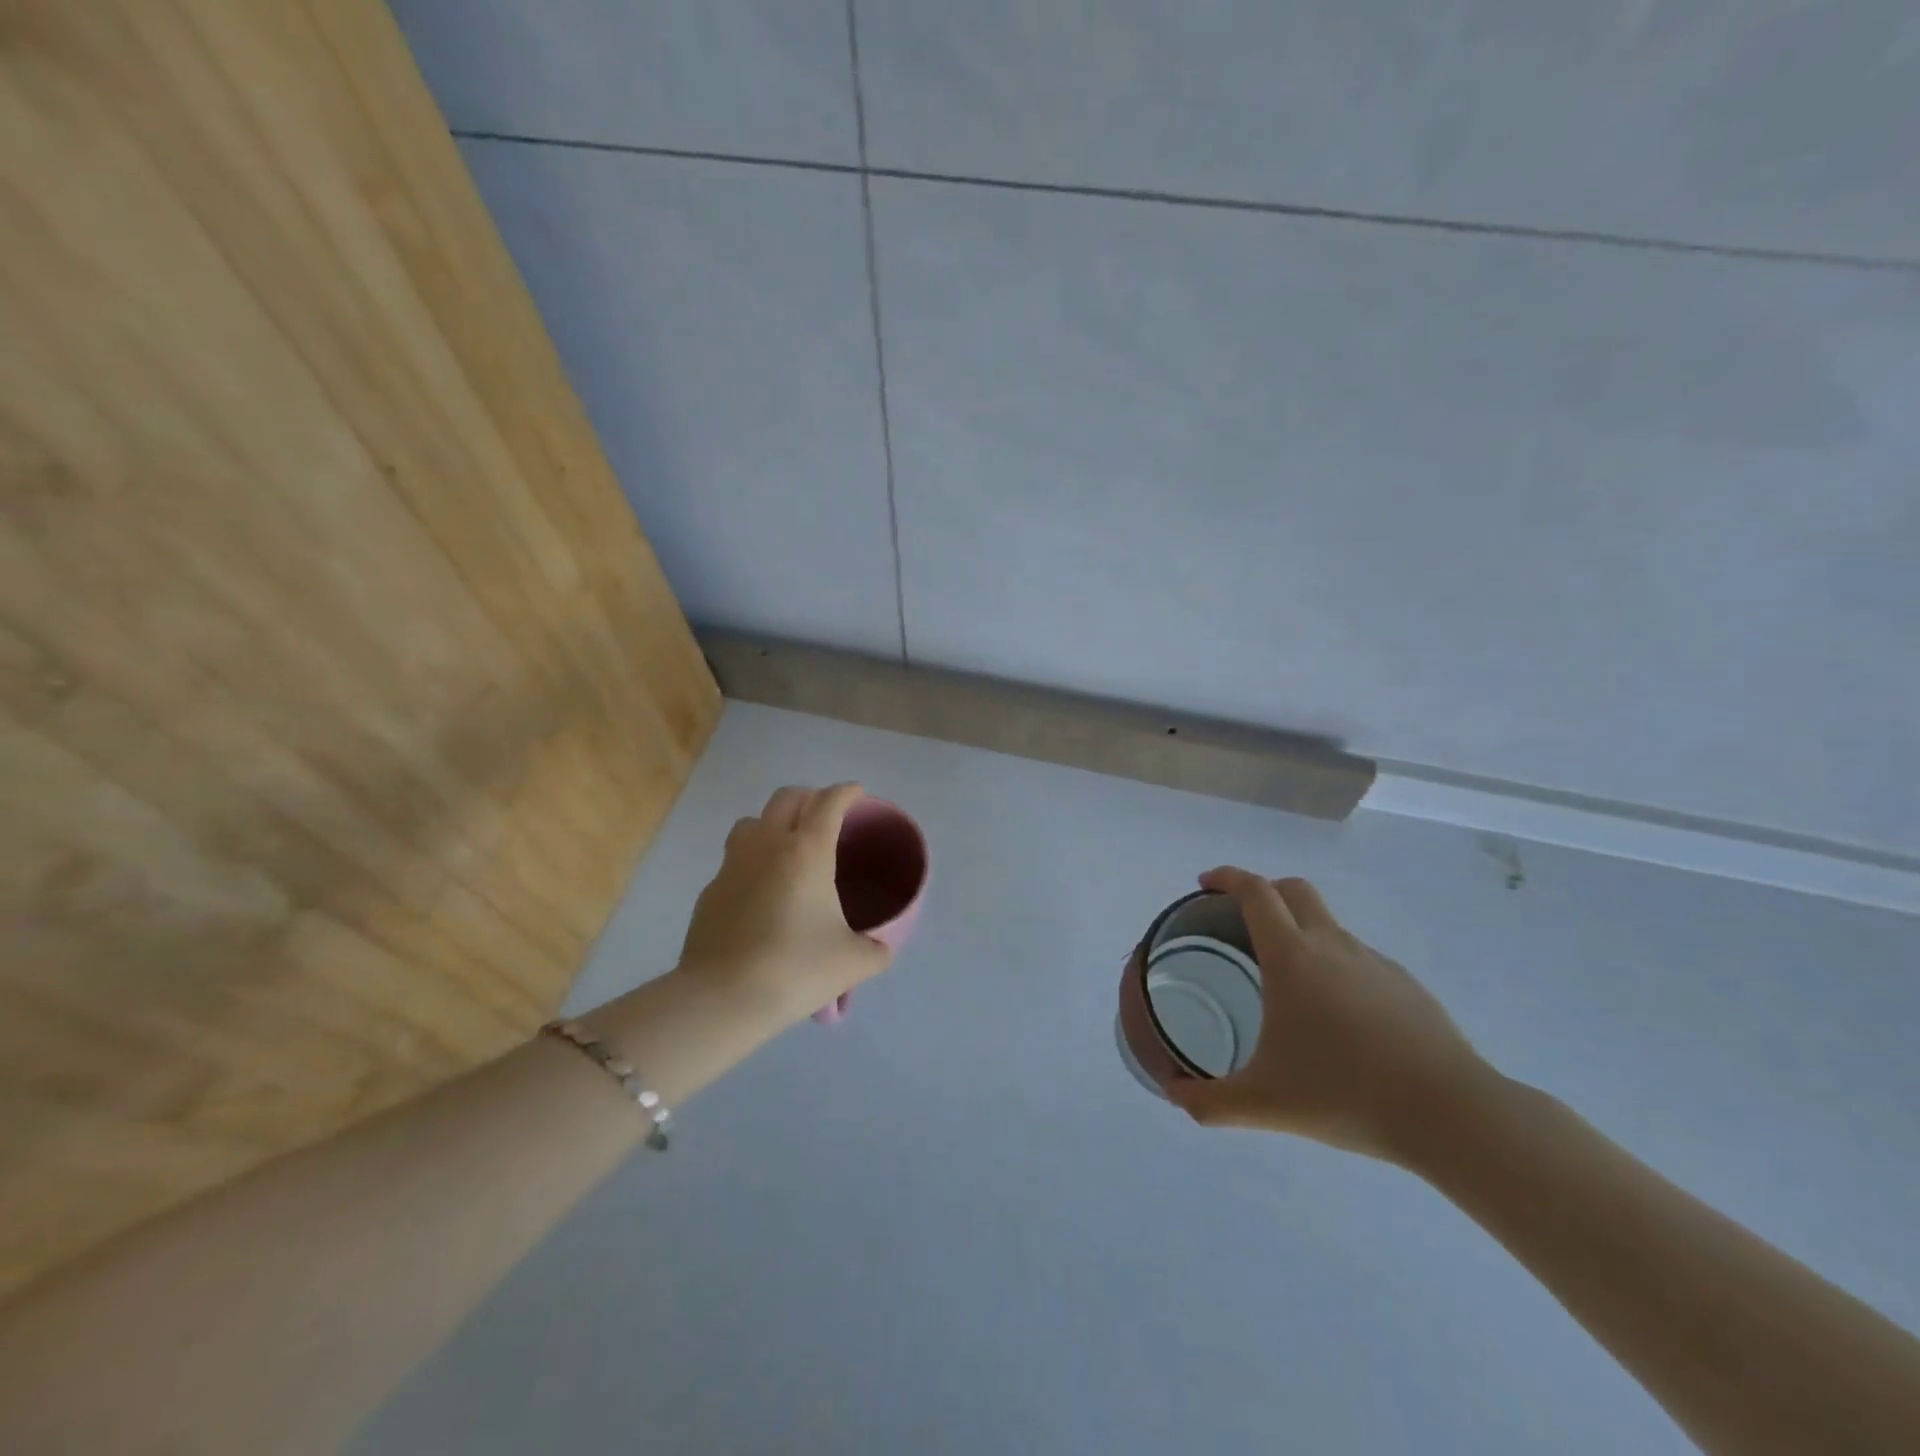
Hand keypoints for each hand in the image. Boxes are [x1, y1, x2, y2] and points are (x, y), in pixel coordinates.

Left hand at [676, 783, 893, 1028]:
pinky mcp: (710, 892)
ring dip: (773, 823)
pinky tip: (760, 894)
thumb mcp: (852, 963)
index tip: (857, 794)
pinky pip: (733, 861)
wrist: (722, 999)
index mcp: (807, 851)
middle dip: (810, 798)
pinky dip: (751, 863)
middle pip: (786, 798)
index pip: (829, 802)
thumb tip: (881, 950)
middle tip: (826, 817)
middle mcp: (767, 846)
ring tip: (787, 847)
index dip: (846, 792)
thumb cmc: (795, 969)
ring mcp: (732, 866)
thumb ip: (875, 951)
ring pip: (752, 822)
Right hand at [1168, 868, 1495, 1164]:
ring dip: (1299, 931)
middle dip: (1262, 891)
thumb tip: (1173, 1094)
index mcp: (1292, 958)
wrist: (1452, 1115)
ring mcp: (1375, 963)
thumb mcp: (1263, 1104)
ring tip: (1286, 981)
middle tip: (1239, 919)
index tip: (1206, 884)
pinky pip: (1358, 959)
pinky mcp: (1407, 986)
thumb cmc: (1346, 1095)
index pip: (1255, 892)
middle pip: (1293, 890)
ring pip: (1328, 925)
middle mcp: (1332, 946)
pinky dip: (1334, 966)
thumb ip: (1208, 1101)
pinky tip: (1336, 1018)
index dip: (1227, 877)